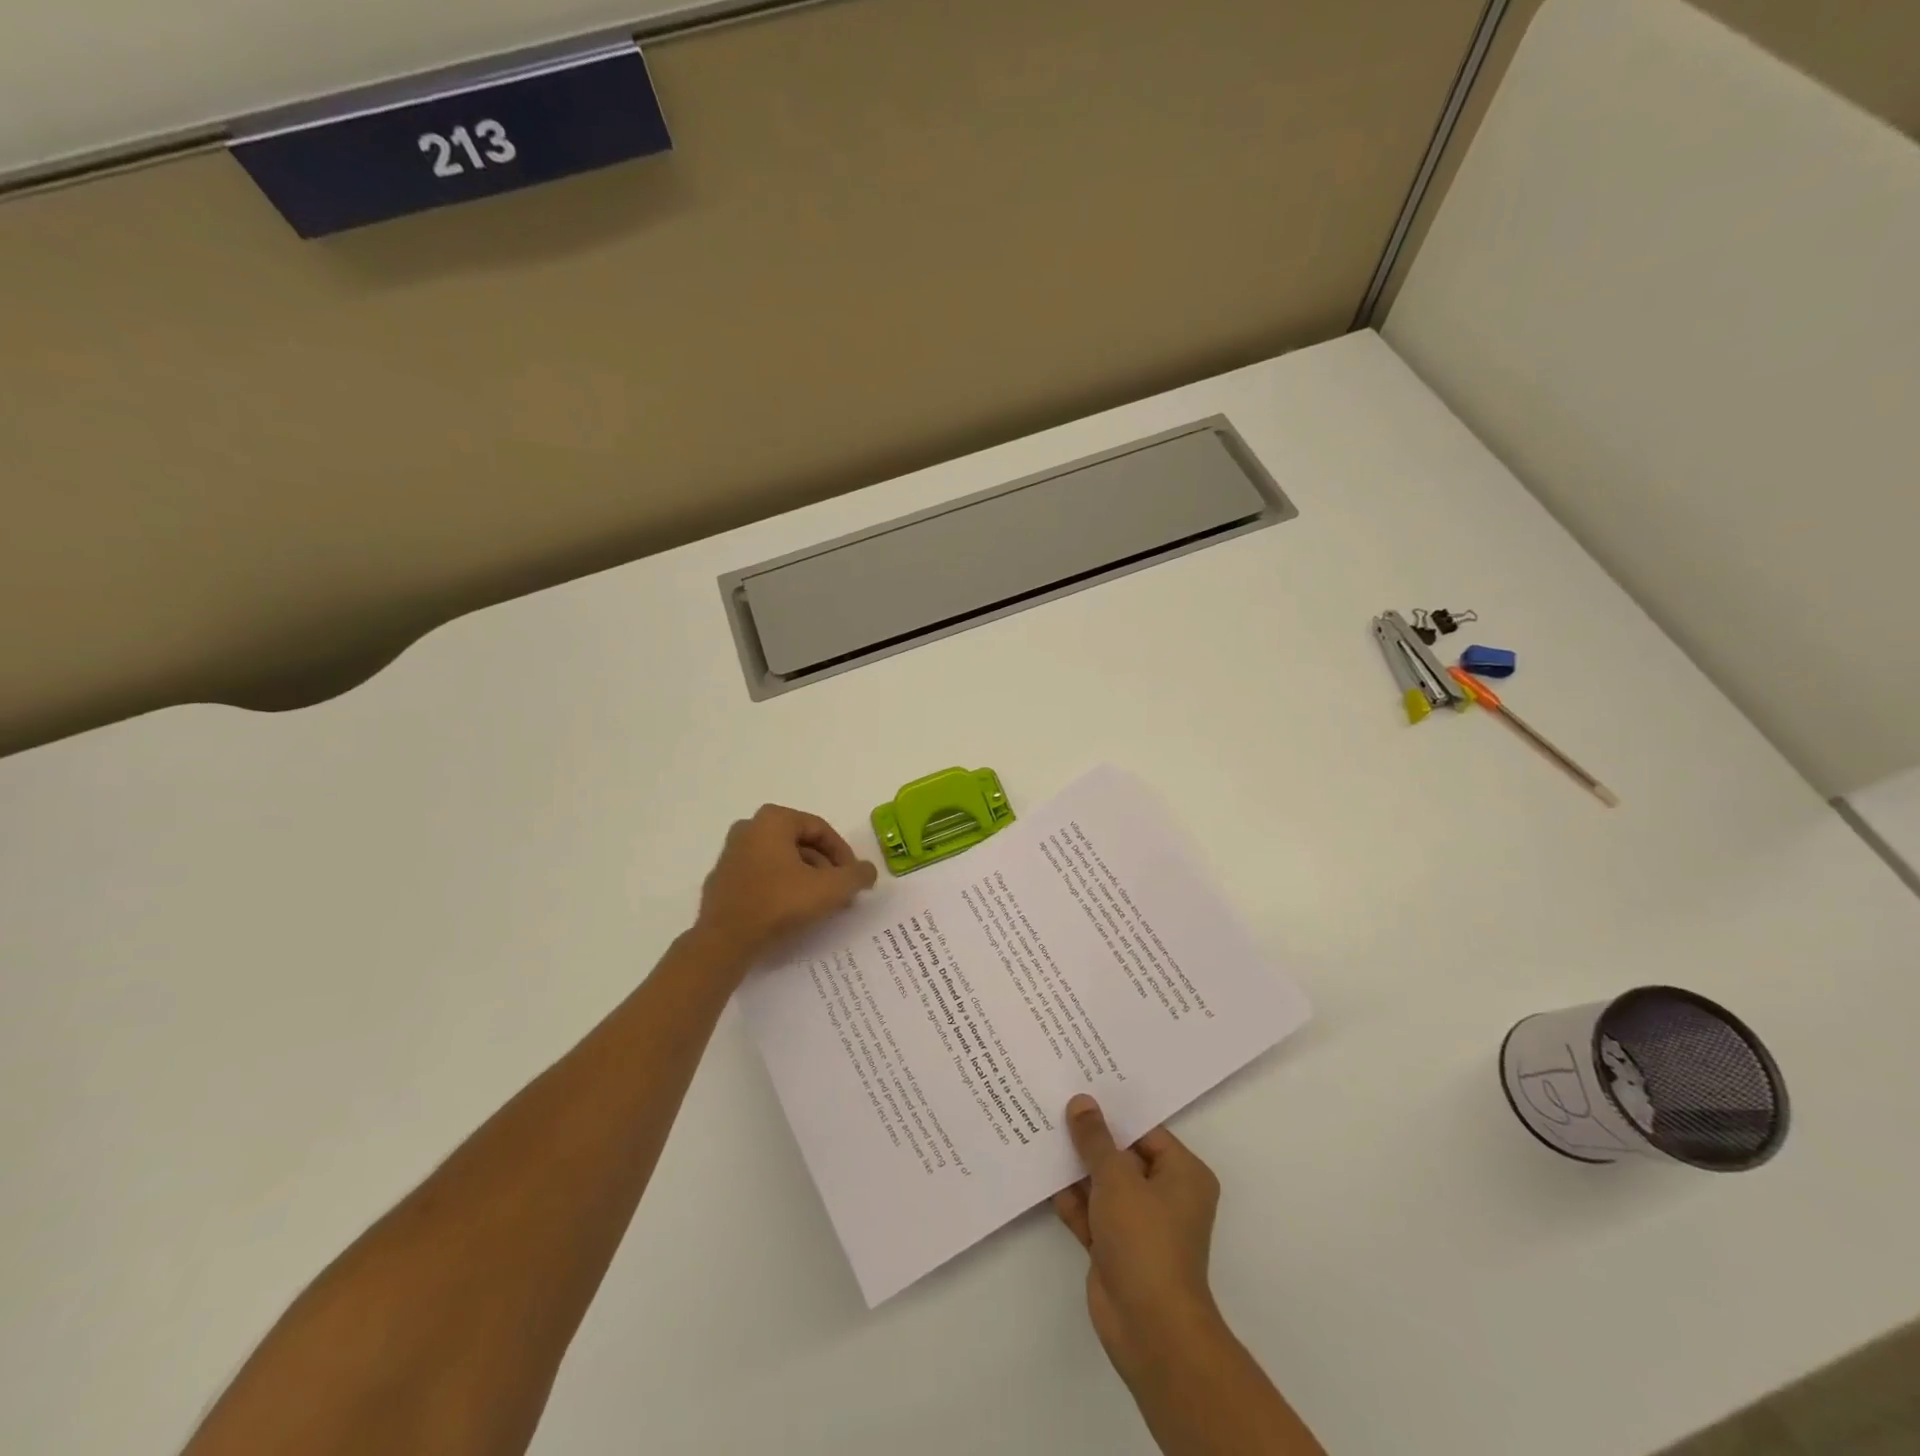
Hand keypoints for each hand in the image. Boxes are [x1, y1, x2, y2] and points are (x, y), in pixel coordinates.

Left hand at [694, 805, 877, 962]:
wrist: (725, 941)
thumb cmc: (779, 903)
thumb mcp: (830, 888)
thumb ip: (856, 876)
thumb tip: (868, 871)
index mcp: (773, 820)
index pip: (820, 830)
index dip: (843, 854)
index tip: (853, 879)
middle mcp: (748, 829)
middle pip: (800, 844)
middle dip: (824, 867)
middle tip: (839, 892)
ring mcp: (731, 854)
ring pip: (780, 861)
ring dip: (804, 878)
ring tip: (819, 904)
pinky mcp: (722, 881)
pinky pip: (761, 877)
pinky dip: (780, 888)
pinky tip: (791, 912)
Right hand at [1053, 1095, 1224, 1384]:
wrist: (1149, 1328)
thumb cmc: (1145, 1240)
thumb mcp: (1117, 1178)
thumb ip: (1095, 1140)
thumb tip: (1081, 1102)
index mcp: (1183, 1174)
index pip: (1145, 1130)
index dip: (1112, 1111)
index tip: (1080, 1089)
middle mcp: (1166, 1195)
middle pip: (1122, 1156)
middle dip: (1090, 1139)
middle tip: (1055, 1104)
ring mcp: (1140, 1224)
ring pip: (1104, 1184)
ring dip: (1077, 1168)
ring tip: (1041, 1132)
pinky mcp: (1116, 1248)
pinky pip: (1092, 1212)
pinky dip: (1072, 1199)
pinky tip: (1042, 1175)